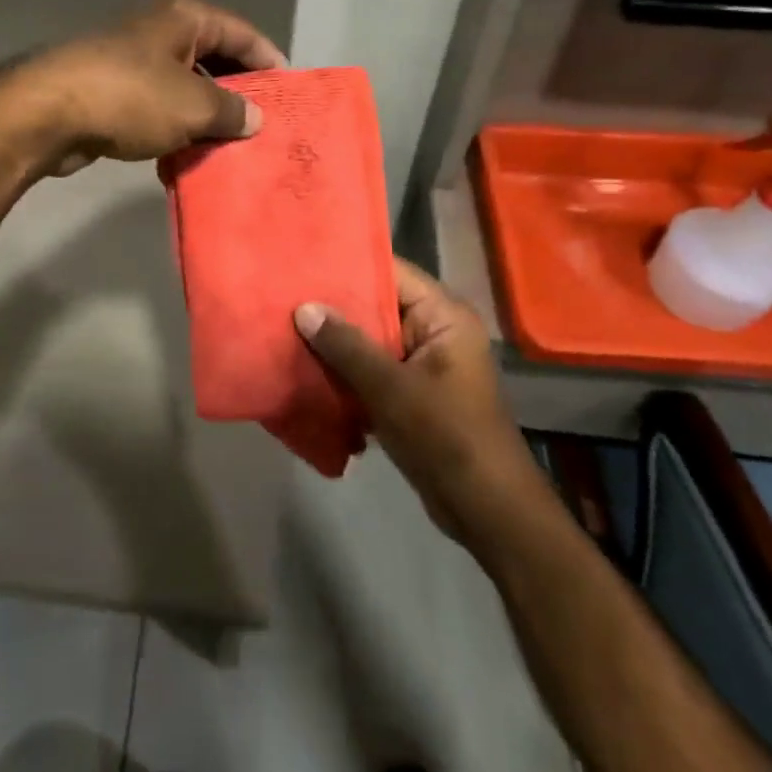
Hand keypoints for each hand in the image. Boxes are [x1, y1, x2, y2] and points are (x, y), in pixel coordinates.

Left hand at [16, 0, 287, 175]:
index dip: (268, 61)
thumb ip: (231, 111)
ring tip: (233, 145)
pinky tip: (190, 153)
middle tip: (264, 124)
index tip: (289, 93)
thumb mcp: (193, 105)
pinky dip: (175, 126)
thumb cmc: (130, 96)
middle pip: (213, 57)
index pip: (241, 33)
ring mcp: (132, 60)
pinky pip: (157, 106)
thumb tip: (254, 119)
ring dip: (206, 114)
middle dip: (238, 91)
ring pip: (184, 86)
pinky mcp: (111, 90)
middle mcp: (159, 30)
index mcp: (184, 17)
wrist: (48, 113)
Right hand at [295, 259, 534, 534]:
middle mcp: (435, 331)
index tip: (304, 260)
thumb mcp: (391, 388)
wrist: (487, 511)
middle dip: (334, 305)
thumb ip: (346, 346)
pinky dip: (345, 369)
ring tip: (286, 325)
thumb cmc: (446, 437)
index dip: (348, 264)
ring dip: (335, 340)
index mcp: (443, 316)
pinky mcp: (412, 393)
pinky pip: (372, 368)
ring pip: (371, 339)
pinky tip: (305, 366)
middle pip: (377, 305)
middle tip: (285, 293)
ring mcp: (424, 364)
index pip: (391, 272)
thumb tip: (303, 308)